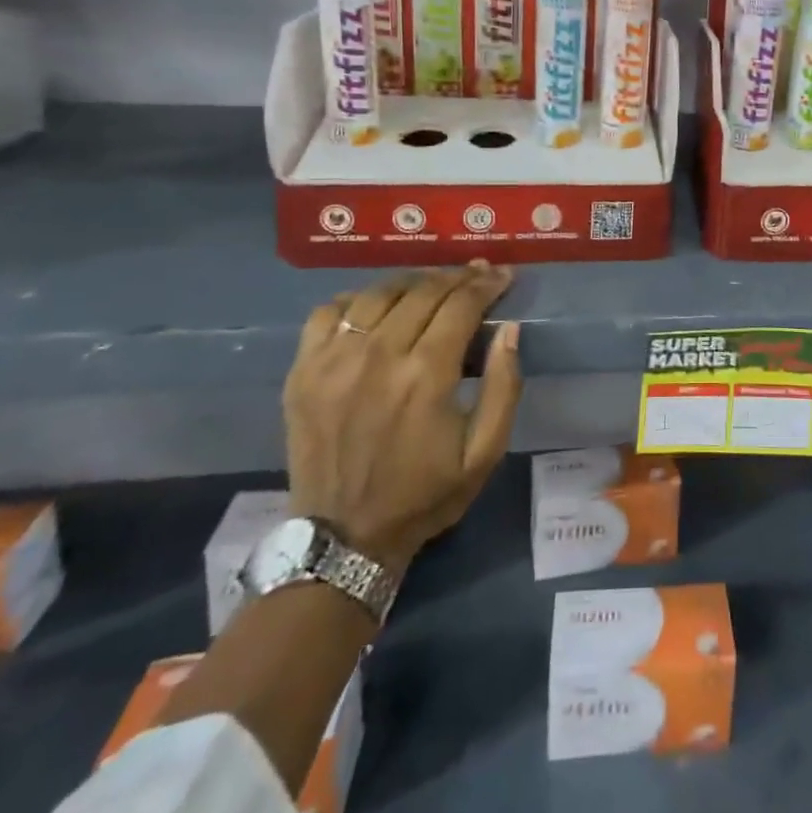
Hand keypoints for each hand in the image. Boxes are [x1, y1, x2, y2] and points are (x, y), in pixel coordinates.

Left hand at [284, 261, 522, 571]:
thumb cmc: (425, 494)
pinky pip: (328, 312)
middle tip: (475, 275)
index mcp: (427, 375)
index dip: (486, 283)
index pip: (461, 304)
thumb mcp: (485, 452)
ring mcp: (334, 361)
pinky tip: (375, 307)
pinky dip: (356, 299)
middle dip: (456, 277)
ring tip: (431, 285)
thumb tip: (509, 330)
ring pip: (378, 293)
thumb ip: (504, 387)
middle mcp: (379, 355)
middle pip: (423, 290)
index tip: (502, 276)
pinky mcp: (303, 371)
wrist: (345, 538)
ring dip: (412, 282)